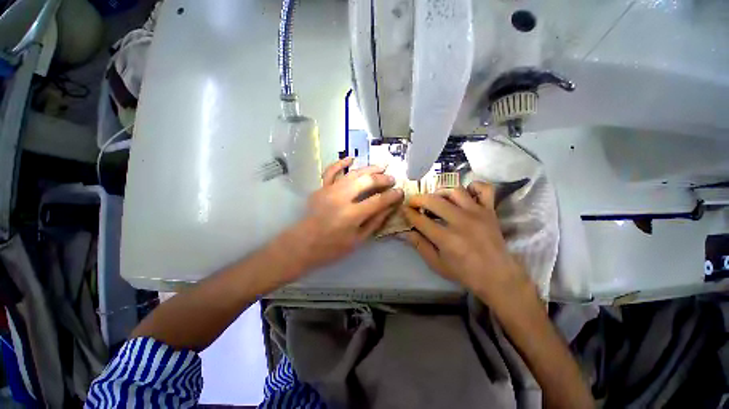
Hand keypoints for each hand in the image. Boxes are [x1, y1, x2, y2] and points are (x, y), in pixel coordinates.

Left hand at [288, 157, 403, 270]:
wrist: (302, 244)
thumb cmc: (332, 247)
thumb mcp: (358, 240)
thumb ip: (375, 222)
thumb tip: (389, 207)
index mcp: (352, 215)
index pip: (378, 200)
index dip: (392, 196)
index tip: (400, 192)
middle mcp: (341, 198)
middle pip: (367, 181)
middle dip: (382, 179)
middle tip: (392, 179)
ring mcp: (329, 190)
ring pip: (353, 173)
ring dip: (369, 168)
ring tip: (381, 167)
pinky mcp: (320, 188)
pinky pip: (330, 171)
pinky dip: (340, 163)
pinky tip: (351, 159)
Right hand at [402, 182, 525, 302]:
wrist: (498, 276)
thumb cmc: (465, 273)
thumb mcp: (437, 264)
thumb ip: (420, 246)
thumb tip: (406, 232)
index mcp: (446, 239)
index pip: (420, 220)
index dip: (408, 213)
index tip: (404, 209)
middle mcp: (461, 222)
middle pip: (433, 201)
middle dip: (418, 199)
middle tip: (414, 202)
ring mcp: (477, 213)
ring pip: (455, 191)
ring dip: (440, 192)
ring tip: (435, 198)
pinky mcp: (490, 211)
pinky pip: (484, 189)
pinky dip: (473, 186)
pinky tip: (464, 193)